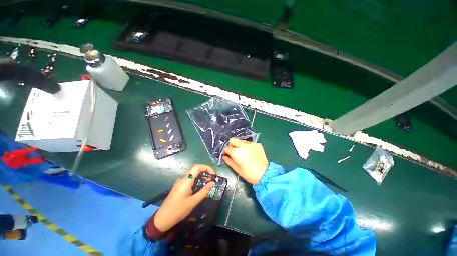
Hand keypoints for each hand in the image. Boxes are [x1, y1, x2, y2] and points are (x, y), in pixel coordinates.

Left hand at [154, 164, 215, 231]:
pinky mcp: (179, 187)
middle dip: (206, 172)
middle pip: (196, 170)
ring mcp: (180, 183)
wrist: (162, 219)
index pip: (197, 167)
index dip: (207, 168)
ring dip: (201, 177)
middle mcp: (183, 179)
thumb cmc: (178, 210)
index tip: (214, 174)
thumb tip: (213, 183)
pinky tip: (199, 189)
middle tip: (213, 179)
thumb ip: (204, 191)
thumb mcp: (193, 202)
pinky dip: (197, 181)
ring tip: (208, 184)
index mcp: (186, 180)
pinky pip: (189, 180)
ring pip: (193, 175)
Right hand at [223, 138, 267, 184]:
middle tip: (234, 152)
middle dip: (231, 145)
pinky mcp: (257, 144)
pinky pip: (249, 143)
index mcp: (236, 152)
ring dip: (239, 145)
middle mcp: (242, 145)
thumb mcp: (236, 168)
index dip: (225, 151)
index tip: (226, 155)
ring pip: (241, 141)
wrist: (264, 174)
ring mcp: (250, 143)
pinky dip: (247, 147)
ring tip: (243, 153)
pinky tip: (250, 153)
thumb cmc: (248, 173)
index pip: (227, 147)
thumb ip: (228, 160)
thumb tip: (225, 156)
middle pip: (233, 140)